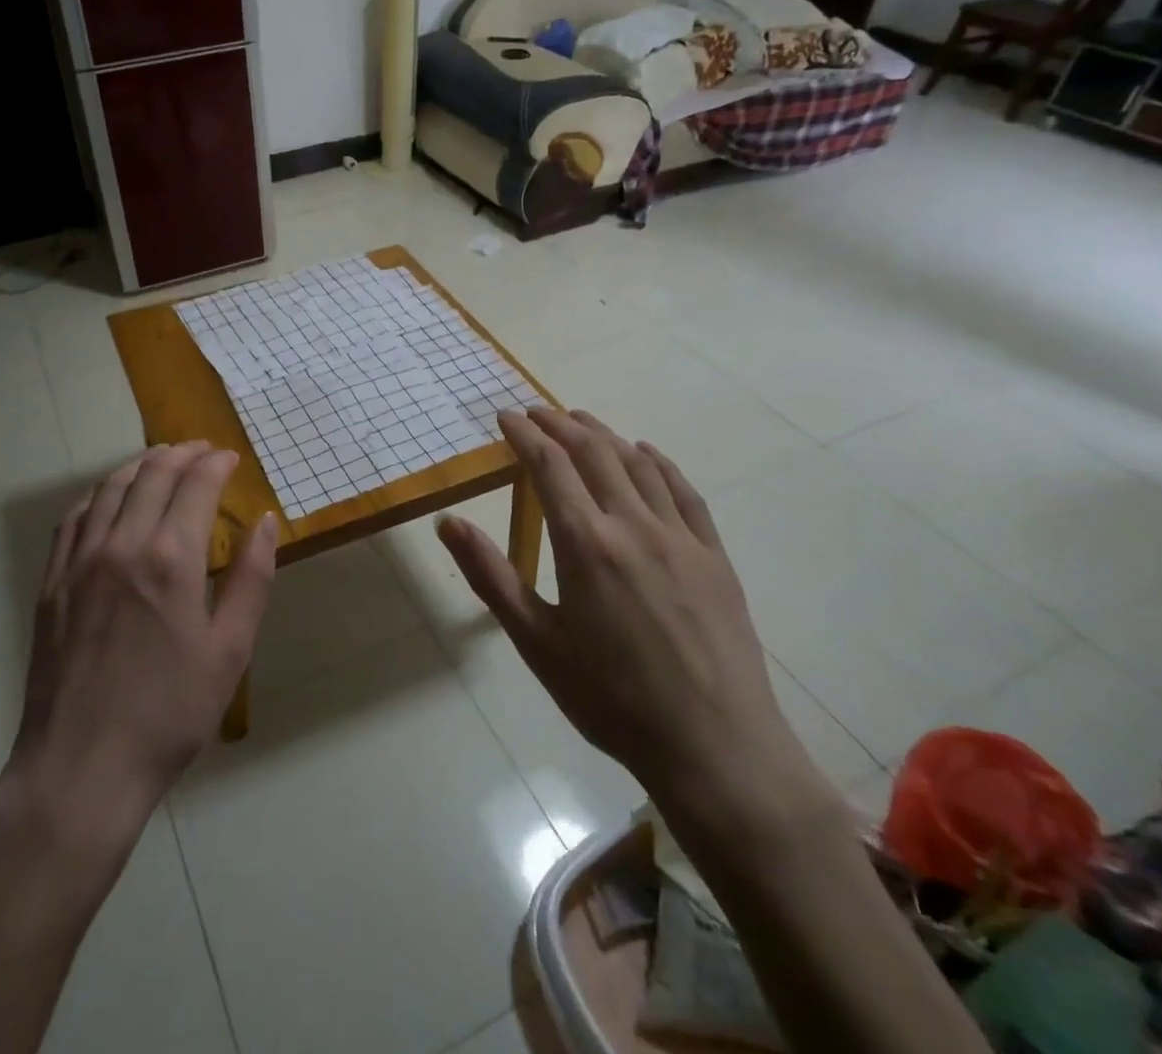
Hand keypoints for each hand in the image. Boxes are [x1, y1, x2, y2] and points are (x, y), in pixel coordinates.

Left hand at [0, 443, 277, 833]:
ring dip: (139, 466)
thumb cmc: (169, 713)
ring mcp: (80, 561)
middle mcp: (122, 544)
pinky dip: (97, 496)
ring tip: (159, 460)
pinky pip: (73, 520)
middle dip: (181, 454)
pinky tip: (107, 499)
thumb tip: (265, 523)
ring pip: (110, 489)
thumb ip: (251, 579)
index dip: (216, 464)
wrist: (82, 767)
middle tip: (201, 450)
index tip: (230, 458)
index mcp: (170, 558)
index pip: (196, 485)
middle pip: (152, 475)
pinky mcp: (52, 583)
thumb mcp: (229, 650)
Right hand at [437, 408, 819, 821]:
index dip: (524, 434)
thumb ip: (491, 575)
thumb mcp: (536, 642)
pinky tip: (646, 455)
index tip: (505, 416)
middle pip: (594, 453)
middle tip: (536, 412)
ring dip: (604, 435)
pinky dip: (659, 463)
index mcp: (586, 544)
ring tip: (580, 421)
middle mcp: (633, 525)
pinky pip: (684, 492)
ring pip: (638, 465)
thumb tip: (448, 521)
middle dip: (560, 424)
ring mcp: (681, 538)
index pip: (549, 466)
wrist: (713, 749)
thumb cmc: (611, 699)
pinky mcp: (713, 556)